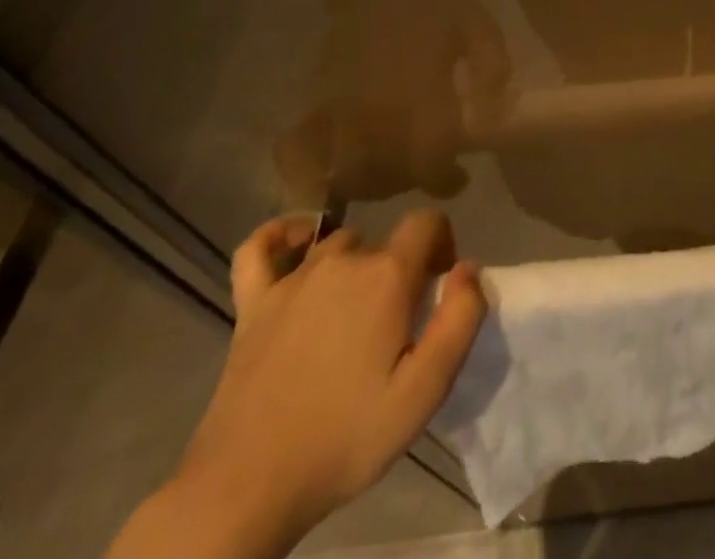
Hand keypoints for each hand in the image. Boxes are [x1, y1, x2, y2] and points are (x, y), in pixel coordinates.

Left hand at [175, 213, 486, 544]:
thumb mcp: (425, 391)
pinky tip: (293, 248)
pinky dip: (279, 237)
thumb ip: (460, 319)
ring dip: (353, 267)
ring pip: (336, 246)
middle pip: (383, 243)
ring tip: (352, 316)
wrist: (247, 491)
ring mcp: (291, 281)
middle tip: (393, 326)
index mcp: (387, 276)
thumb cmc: (345, 438)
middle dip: (397, 271)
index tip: (438, 289)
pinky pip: (259, 248)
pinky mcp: (251, 305)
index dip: (442, 245)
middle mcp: (342, 262)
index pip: (428, 223)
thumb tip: (467, 267)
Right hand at [318, 0, 509, 196]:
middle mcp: (376, 114)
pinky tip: (340, 166)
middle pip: (388, 178)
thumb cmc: (432, 1)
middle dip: (412, 181)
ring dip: (374, 182)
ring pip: (349, 175)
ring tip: (396, 165)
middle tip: (431, 165)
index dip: (446, 179)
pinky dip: (319, 172)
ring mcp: (340, 113)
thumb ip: (492, 70)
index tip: (460, 174)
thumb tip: (495, 114)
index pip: (430, 160)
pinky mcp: (316, 105)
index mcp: (419, 95)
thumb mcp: (478, 27)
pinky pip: (306, 156)